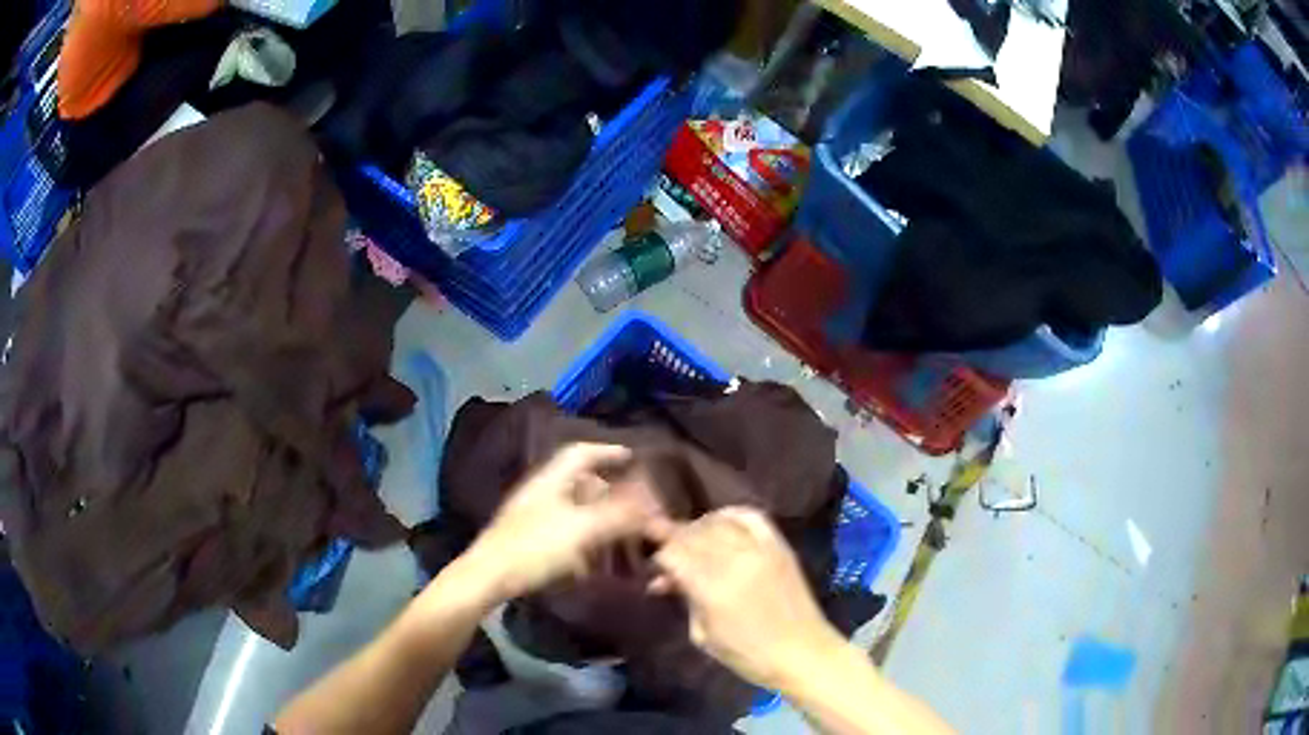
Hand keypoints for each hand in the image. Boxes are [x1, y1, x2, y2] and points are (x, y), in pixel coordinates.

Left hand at [462, 443, 664, 600]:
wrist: (488, 577)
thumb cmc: (535, 547)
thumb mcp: (583, 530)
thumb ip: (619, 516)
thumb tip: (649, 507)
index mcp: (551, 480)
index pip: (581, 453)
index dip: (608, 451)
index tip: (632, 457)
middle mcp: (541, 491)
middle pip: (579, 483)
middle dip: (609, 492)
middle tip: (633, 506)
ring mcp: (531, 516)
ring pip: (572, 509)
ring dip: (598, 519)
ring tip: (618, 536)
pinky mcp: (528, 540)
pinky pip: (564, 531)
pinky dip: (583, 539)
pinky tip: (592, 559)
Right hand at [649, 507, 843, 690]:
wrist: (803, 652)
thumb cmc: (749, 655)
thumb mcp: (704, 636)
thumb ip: (687, 600)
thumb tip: (667, 580)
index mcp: (713, 589)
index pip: (675, 554)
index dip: (659, 554)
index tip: (651, 559)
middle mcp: (735, 561)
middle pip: (694, 534)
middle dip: (674, 538)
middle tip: (664, 548)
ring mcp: (760, 550)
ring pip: (718, 522)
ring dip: (698, 526)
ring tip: (689, 538)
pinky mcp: (779, 546)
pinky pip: (751, 517)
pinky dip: (731, 514)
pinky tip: (719, 522)